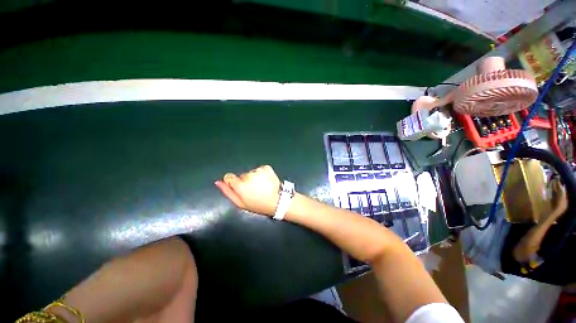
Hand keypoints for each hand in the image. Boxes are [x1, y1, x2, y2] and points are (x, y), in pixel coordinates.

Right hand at [215, 165, 281, 215]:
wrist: (277, 201)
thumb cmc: (257, 205)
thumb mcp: (240, 203)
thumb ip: (228, 192)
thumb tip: (218, 182)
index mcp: (240, 185)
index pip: (229, 177)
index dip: (233, 182)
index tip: (240, 188)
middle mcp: (248, 175)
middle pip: (241, 175)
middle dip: (245, 181)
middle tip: (254, 190)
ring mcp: (258, 170)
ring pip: (251, 172)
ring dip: (254, 177)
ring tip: (261, 186)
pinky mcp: (266, 167)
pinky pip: (259, 169)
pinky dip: (262, 173)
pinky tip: (266, 181)